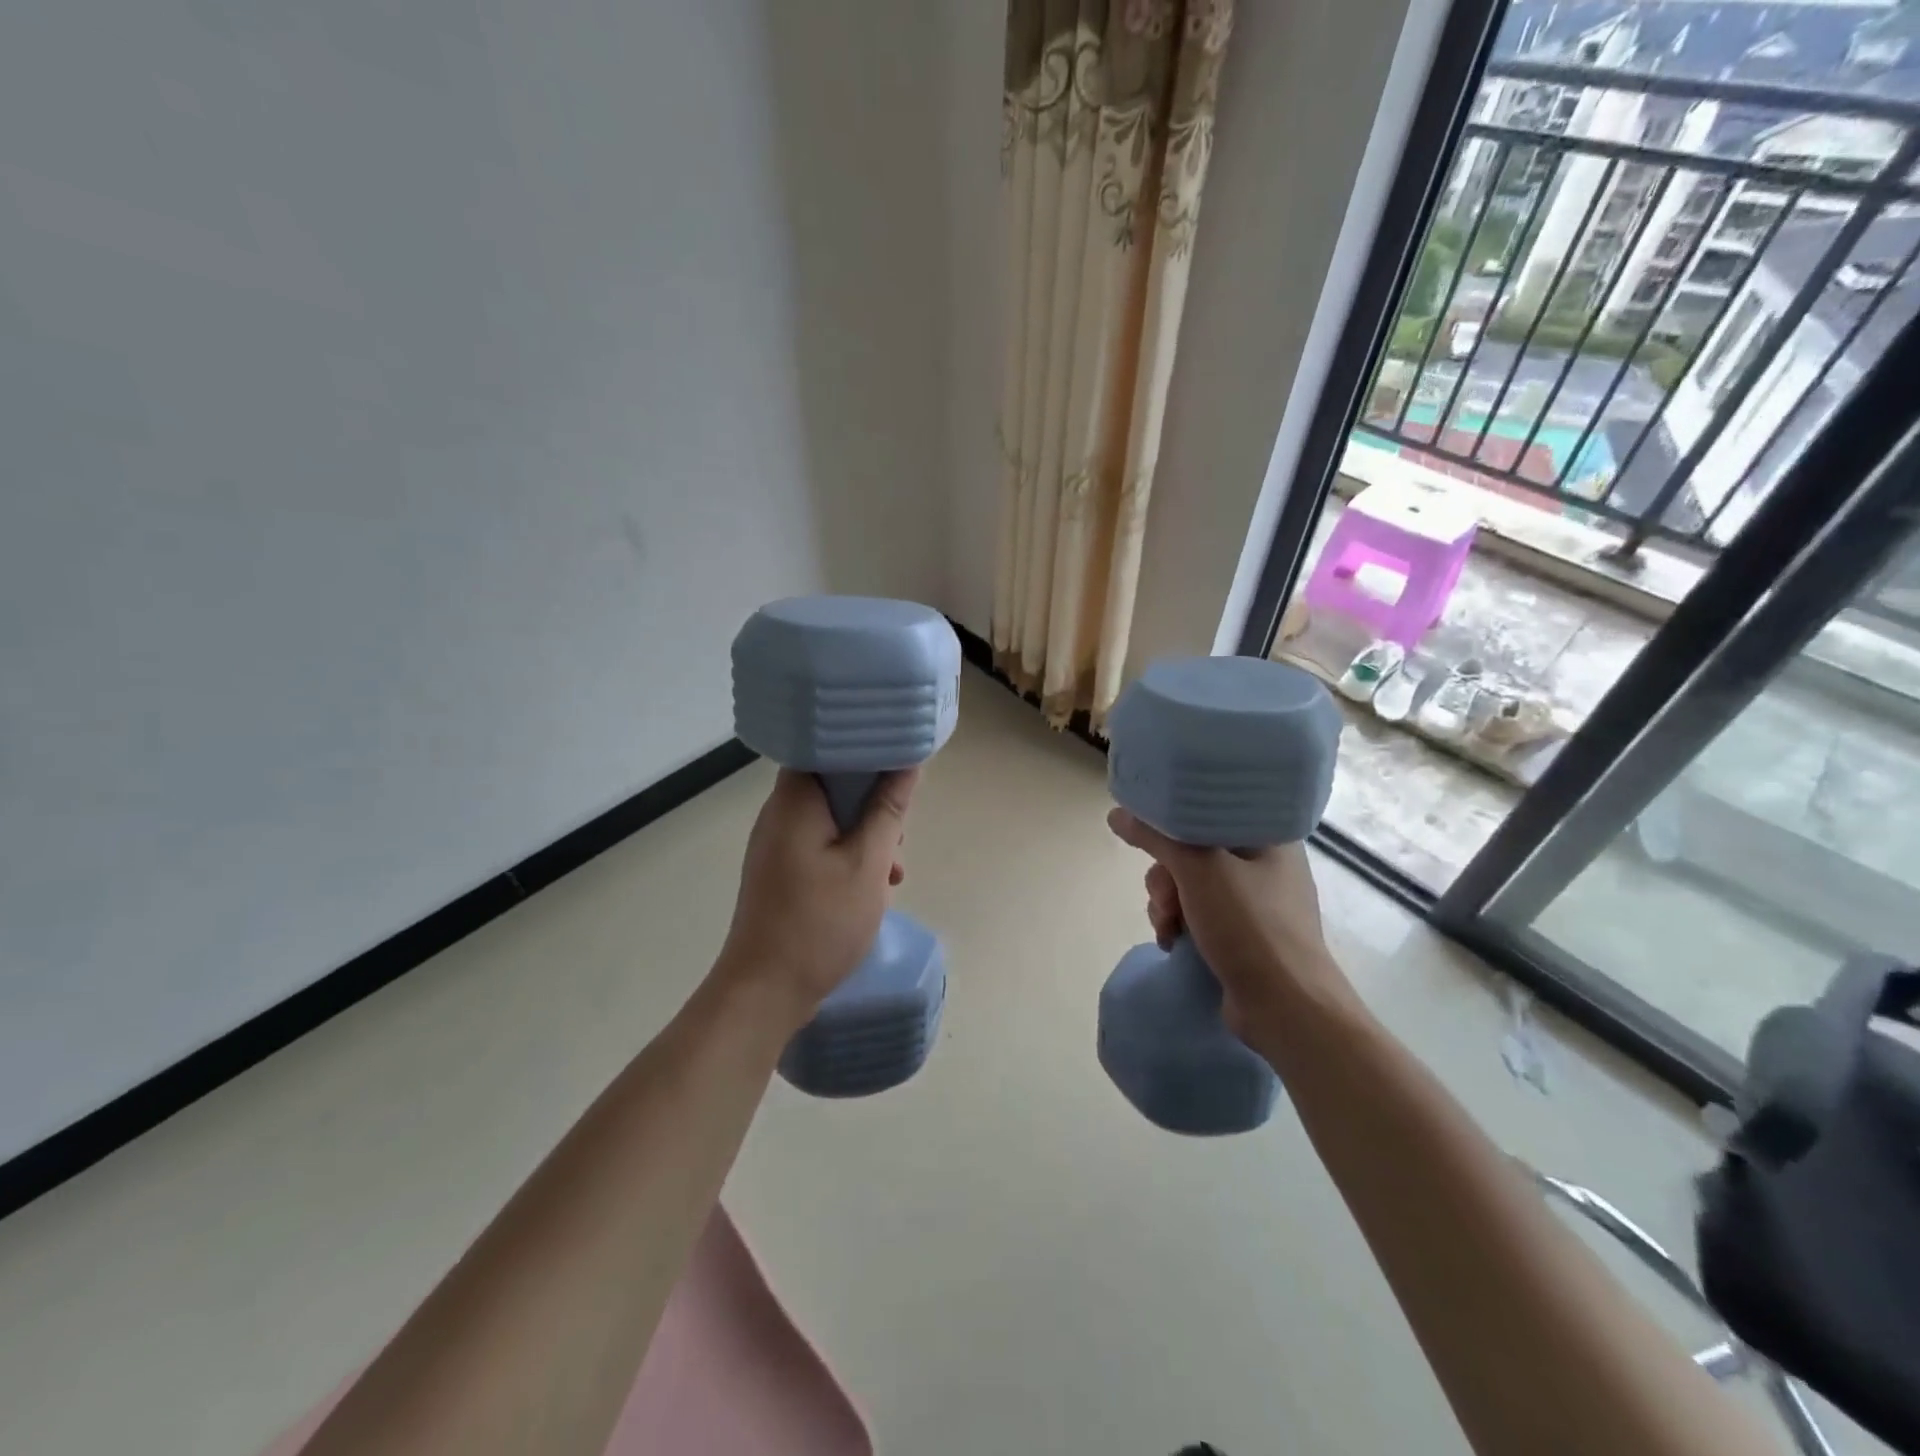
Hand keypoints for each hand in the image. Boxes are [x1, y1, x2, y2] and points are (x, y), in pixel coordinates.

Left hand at [715, 768, 918, 1031]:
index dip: (864, 747)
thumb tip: (908, 764)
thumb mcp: (867, 864)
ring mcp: (776, 844)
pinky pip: (821, 844)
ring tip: (893, 869)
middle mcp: (779, 814)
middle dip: (873, 801)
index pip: (825, 746)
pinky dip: (849, 854)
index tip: (899, 758)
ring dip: (866, 834)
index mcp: (794, 800)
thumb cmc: (819, 922)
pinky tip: (874, 886)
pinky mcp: (780, 870)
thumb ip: (888, 810)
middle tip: (902, 828)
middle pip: (832, 783)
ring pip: (831, 818)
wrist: (764, 992)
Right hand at [1107, 809, 1355, 1045]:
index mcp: (1267, 835)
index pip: (1210, 810)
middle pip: (1193, 850)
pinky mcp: (1243, 934)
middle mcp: (1264, 863)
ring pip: (1189, 884)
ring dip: (1167, 904)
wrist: (1285, 1008)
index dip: (1175, 823)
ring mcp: (1255, 902)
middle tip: (1165, 899)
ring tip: (1168, 929)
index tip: (1153, 841)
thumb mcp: (1199, 871)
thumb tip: (1117, 814)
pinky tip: (1173, 941)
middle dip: (1167, 877)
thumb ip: (1157, 838)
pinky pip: (1198, 913)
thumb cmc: (1250, 926)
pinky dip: (1180, 924)